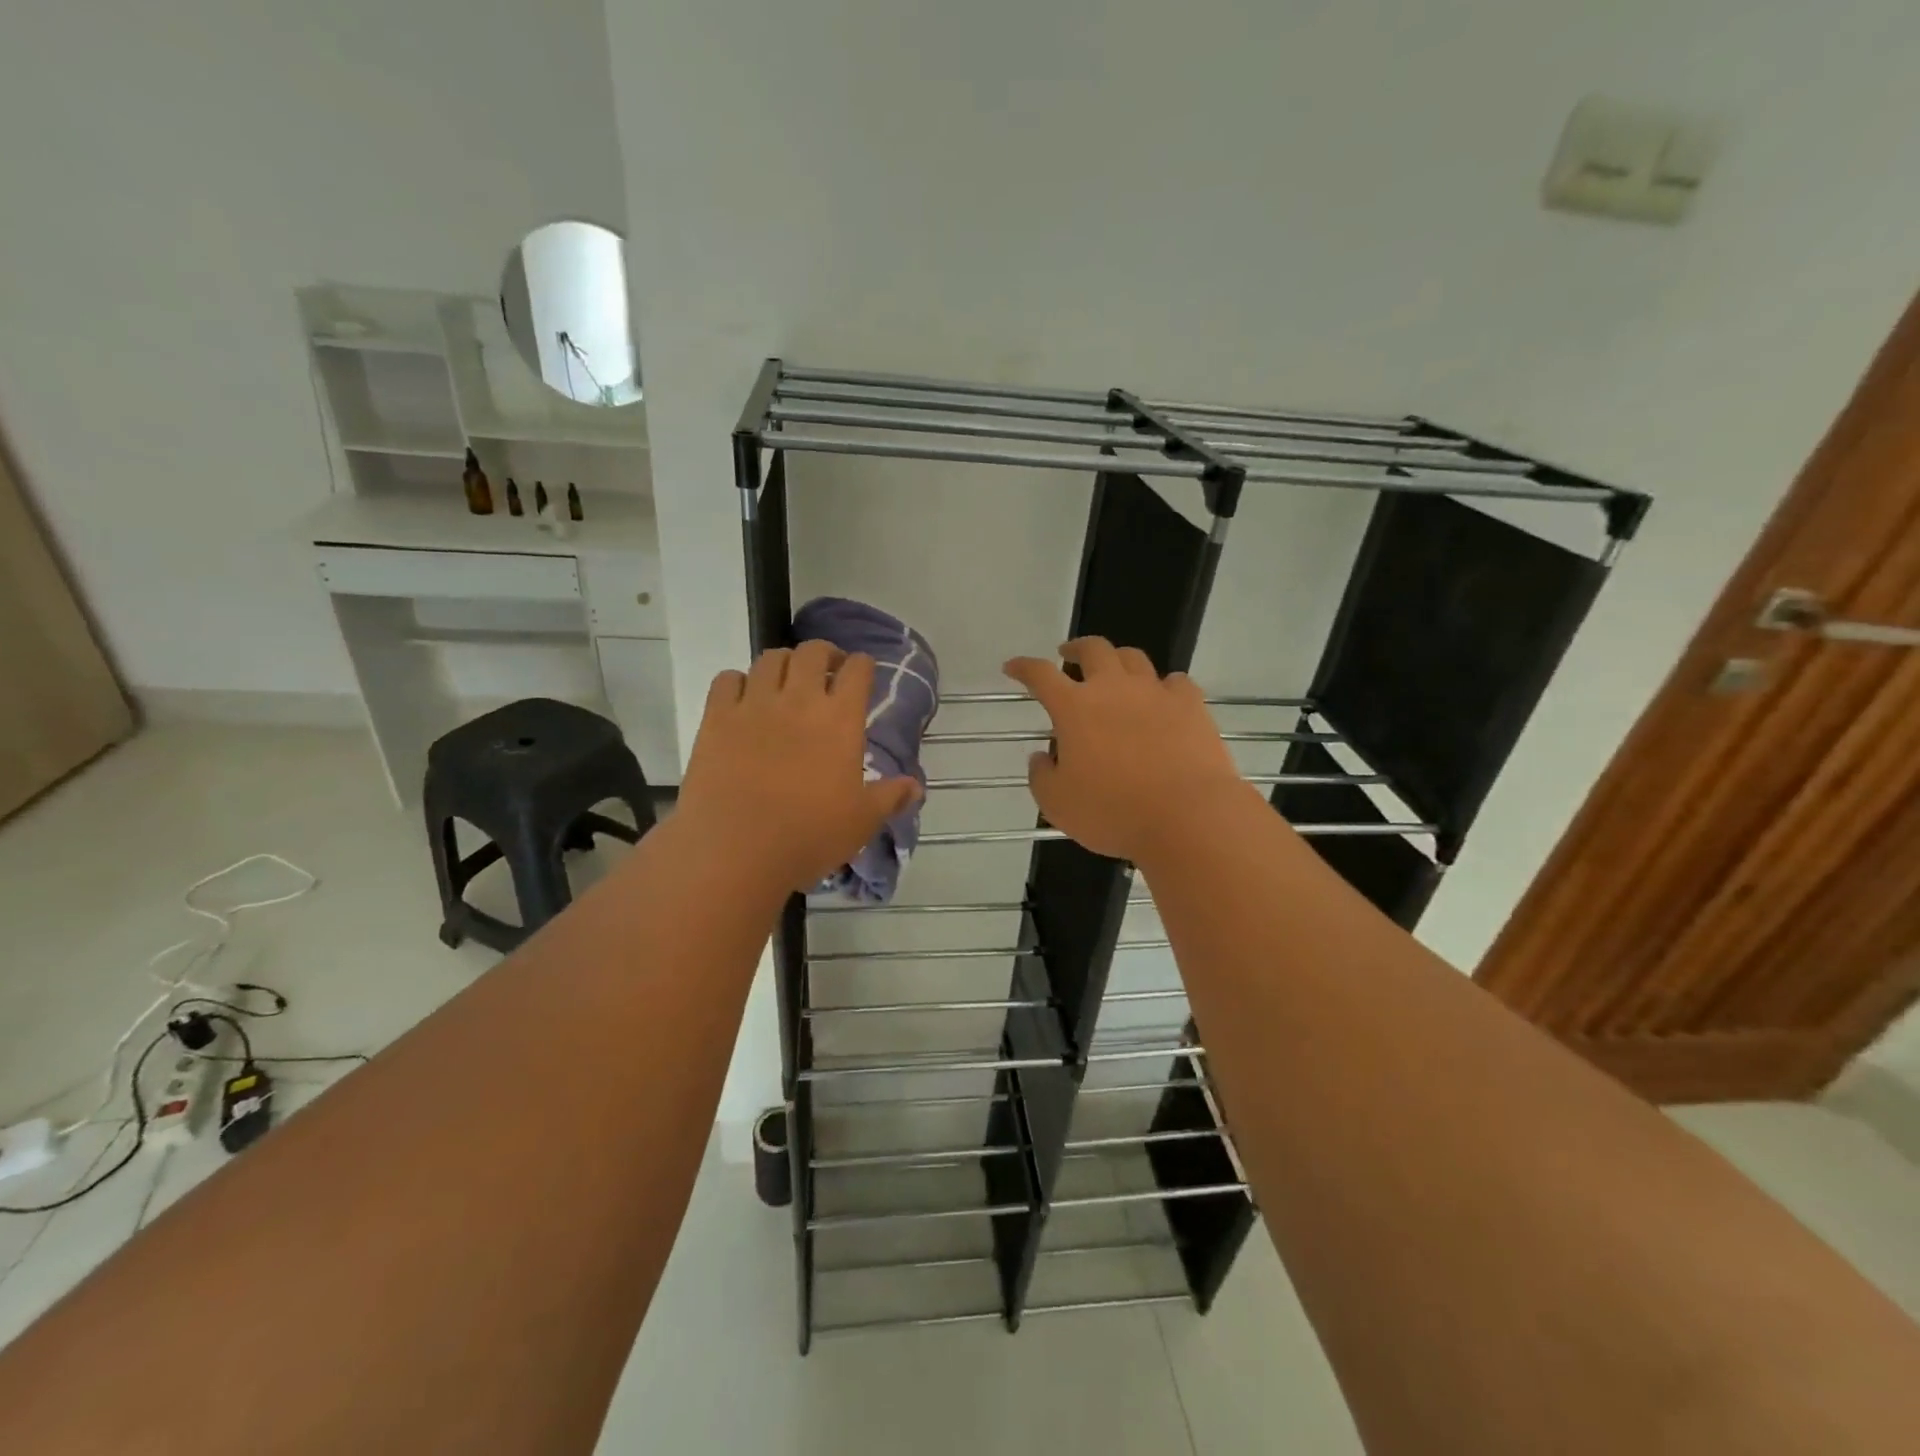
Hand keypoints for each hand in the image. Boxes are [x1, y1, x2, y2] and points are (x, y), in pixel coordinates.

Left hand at [679, 642, 920, 891]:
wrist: (736, 850)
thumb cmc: (809, 836)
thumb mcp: (862, 821)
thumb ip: (891, 797)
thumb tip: (916, 787)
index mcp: (840, 720)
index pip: (858, 670)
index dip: (862, 665)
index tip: (862, 673)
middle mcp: (799, 700)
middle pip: (812, 652)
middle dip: (824, 654)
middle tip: (827, 672)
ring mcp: (754, 705)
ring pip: (770, 659)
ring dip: (783, 664)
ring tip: (786, 682)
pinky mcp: (716, 718)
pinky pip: (727, 679)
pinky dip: (738, 682)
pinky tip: (743, 699)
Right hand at [1004, 638, 1248, 860]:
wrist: (1187, 815)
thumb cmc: (1113, 812)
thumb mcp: (1057, 804)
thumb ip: (1041, 776)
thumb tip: (1042, 757)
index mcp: (1074, 708)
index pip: (1040, 675)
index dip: (1024, 667)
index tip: (1013, 667)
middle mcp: (1113, 688)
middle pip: (1093, 649)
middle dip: (1076, 649)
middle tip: (1068, 656)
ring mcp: (1155, 692)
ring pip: (1133, 658)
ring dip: (1117, 660)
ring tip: (1114, 673)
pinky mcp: (1191, 705)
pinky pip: (1175, 682)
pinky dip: (1163, 686)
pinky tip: (1162, 698)